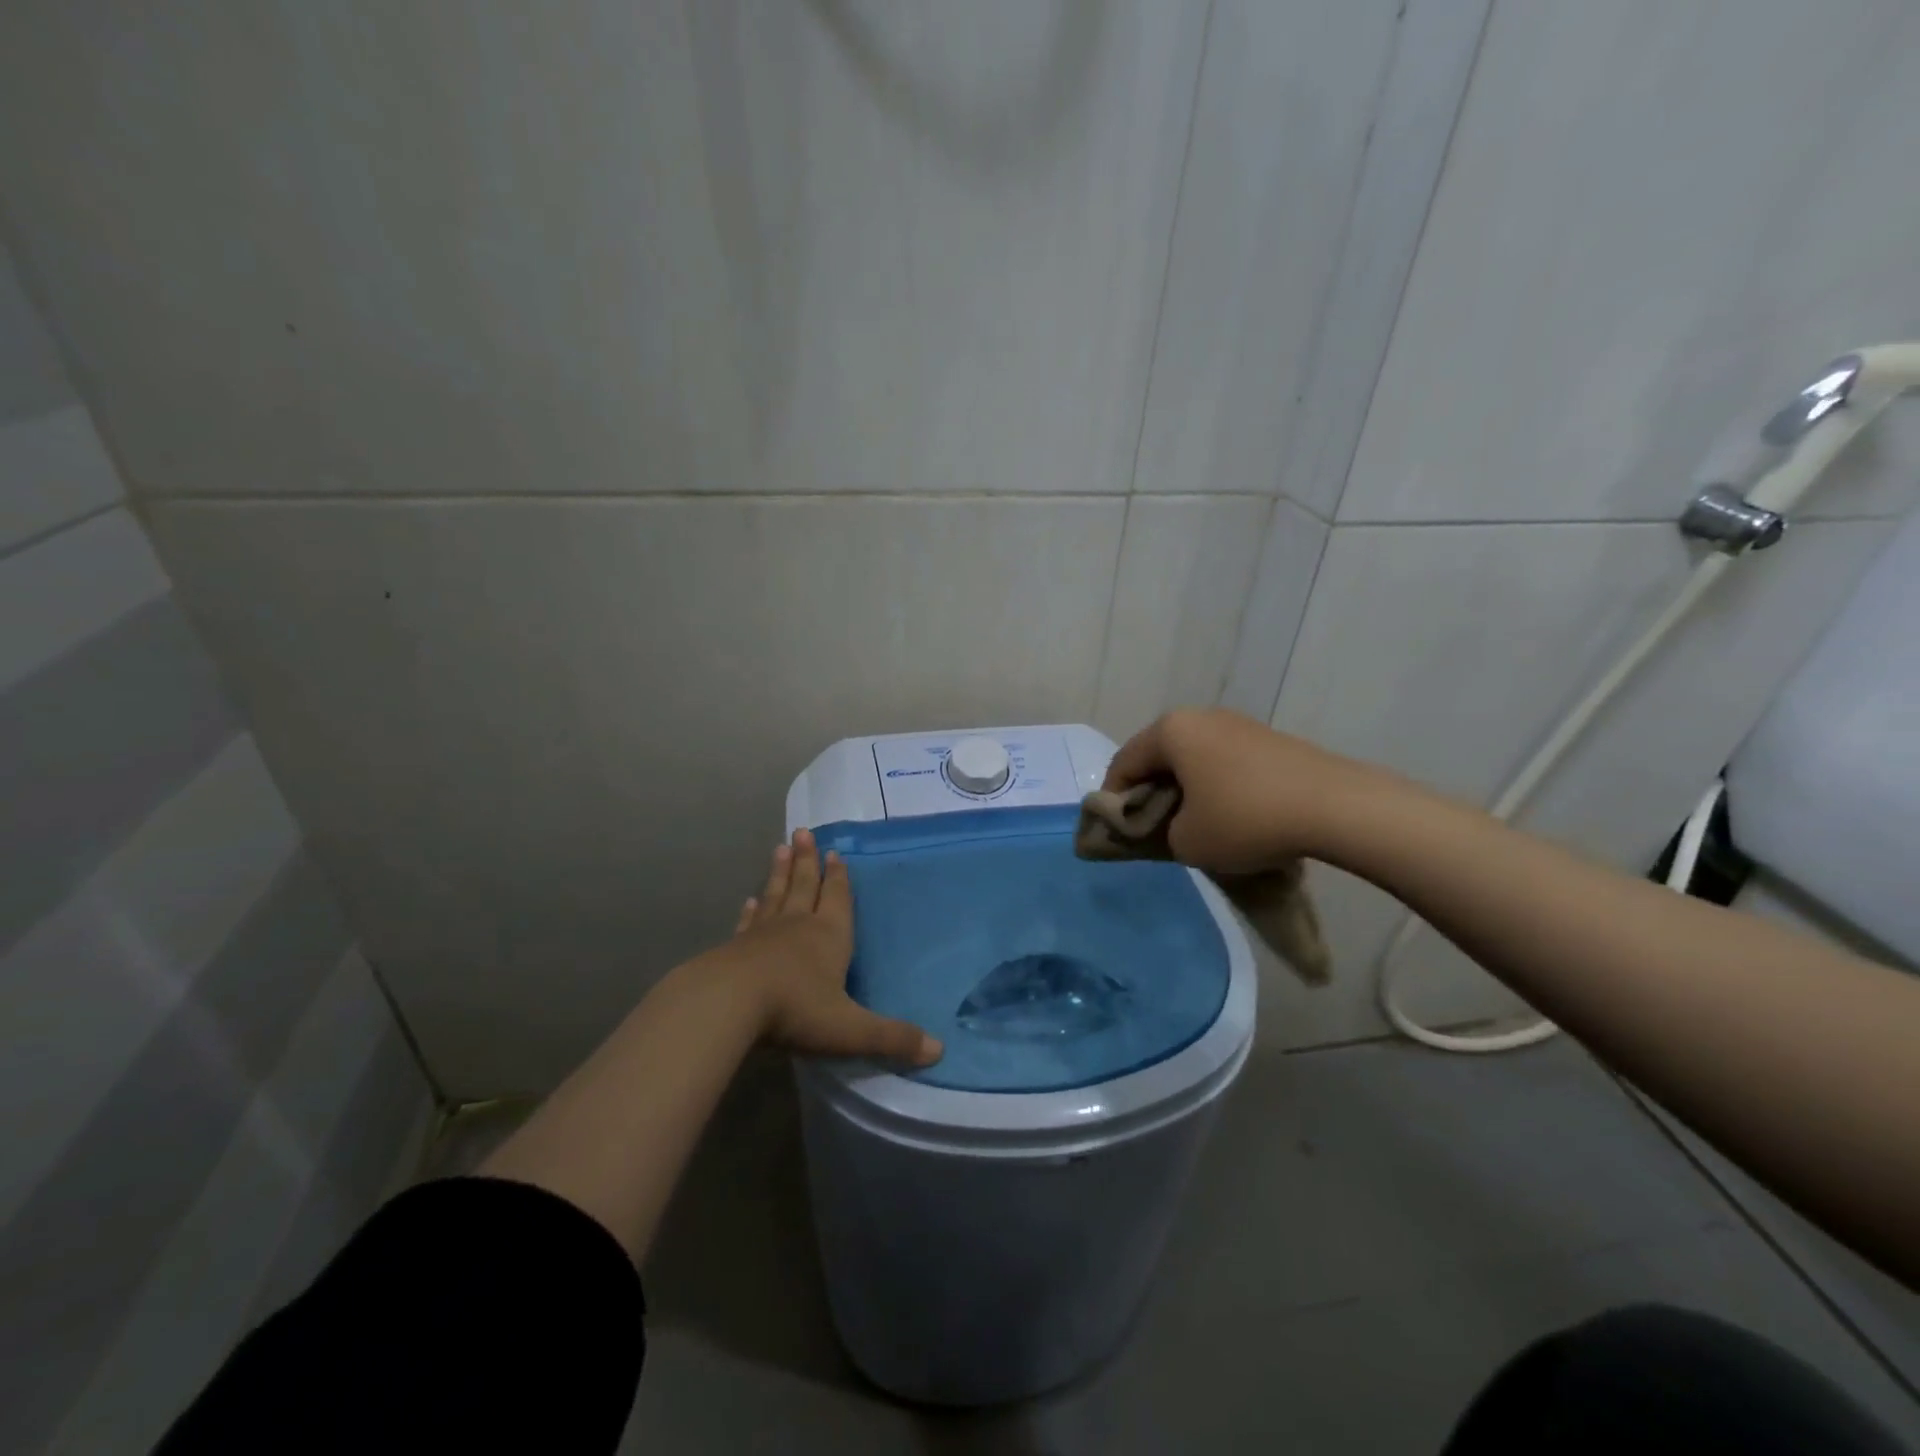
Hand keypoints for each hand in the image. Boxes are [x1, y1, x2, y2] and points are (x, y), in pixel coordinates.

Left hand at [723, 828, 941, 1066]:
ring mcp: (763, 934)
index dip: (838, 877)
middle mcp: (798, 926)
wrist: (729, 1004)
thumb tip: (939, 1050)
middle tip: (803, 833)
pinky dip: (751, 911)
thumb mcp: (851, 1028)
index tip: (834, 851)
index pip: (837, 899)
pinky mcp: (735, 948)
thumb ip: (892, 1038)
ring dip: (779, 873)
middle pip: (804, 885)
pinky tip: (748, 901)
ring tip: (780, 849)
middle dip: (806, 861)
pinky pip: (748, 923)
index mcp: (830, 936)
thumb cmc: (796, 1009)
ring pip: (775, 895)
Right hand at [1102, 708, 1378, 873]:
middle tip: (1151, 826)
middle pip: (1158, 755)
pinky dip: (1214, 783)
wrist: (1337, 808)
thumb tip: (1170, 824)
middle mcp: (1200, 716)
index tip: (1116, 830)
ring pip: (1193, 757)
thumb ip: (1160, 832)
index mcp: (1171, 731)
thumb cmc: (1245, 820)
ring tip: (1191, 821)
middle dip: (1149, 791)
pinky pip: (1223, 760)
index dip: (1113, 799)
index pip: (1124, 763)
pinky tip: (1228, 811)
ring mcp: (1238, 723)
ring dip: (1184, 787)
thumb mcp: (1187, 841)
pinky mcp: (1268, 738)